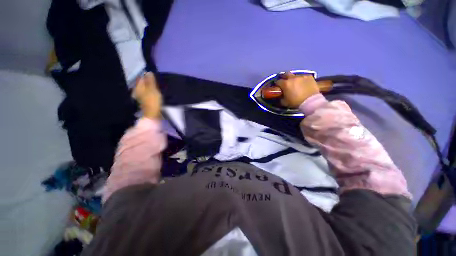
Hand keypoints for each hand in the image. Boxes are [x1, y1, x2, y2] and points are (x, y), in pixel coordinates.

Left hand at [133, 72, 161, 118]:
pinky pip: (147, 95)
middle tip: (155, 80)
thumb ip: (150, 81)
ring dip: (149, 87)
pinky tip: (154, 93)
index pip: (141, 78)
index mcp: (138, 87)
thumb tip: (148, 72)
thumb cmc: (153, 102)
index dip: (146, 76)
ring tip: (156, 86)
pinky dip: (150, 93)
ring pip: (145, 89)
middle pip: (142, 84)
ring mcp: (141, 98)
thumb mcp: (153, 90)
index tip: (153, 75)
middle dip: (147, 82)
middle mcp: (137, 91)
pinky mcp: (145, 103)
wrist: (153, 115)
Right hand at [275, 72, 319, 107]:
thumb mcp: (284, 102)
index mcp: (285, 84)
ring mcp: (301, 76)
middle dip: (284, 78)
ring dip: (293, 79)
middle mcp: (292, 78)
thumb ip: (281, 97)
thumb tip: (280, 95)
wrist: (310, 101)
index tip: (277, 87)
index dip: (277, 84)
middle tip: (285, 82)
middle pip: (286, 74)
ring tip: (295, 83)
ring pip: (295, 75)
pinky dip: (301, 80)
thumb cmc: (295, 102)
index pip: (278, 81)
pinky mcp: (309, 76)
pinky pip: (303, 77)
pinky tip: (303, 84)